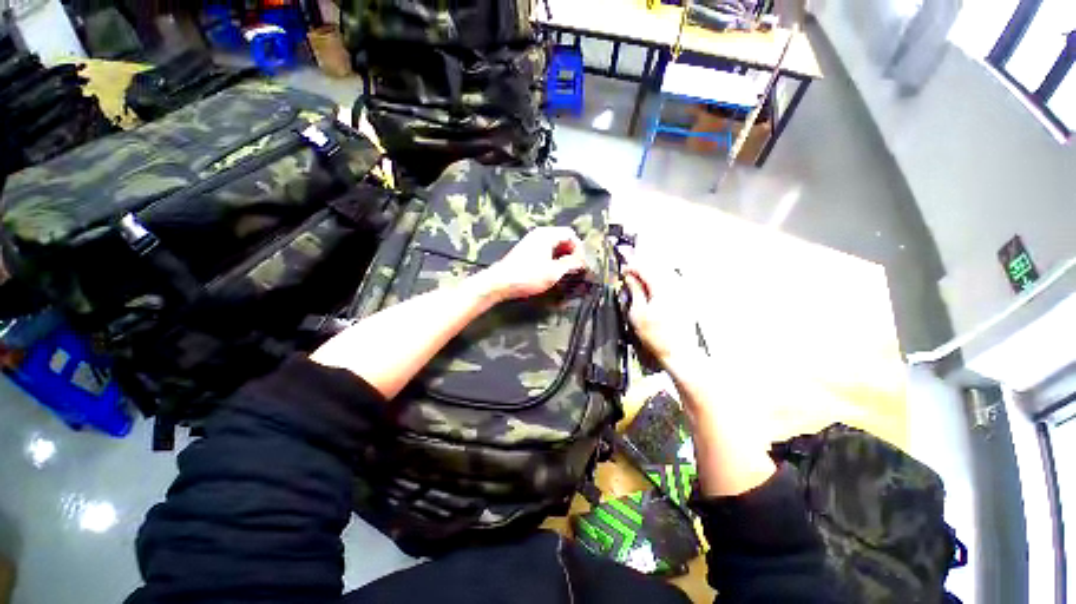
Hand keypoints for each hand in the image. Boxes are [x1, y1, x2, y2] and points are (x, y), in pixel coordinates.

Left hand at [481, 227, 587, 300]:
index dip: (579, 248)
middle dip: (571, 251)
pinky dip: (553, 257)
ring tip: (565, 270)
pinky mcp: (526, 250)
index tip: (582, 263)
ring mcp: (531, 241)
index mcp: (547, 235)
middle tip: (576, 267)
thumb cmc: (528, 276)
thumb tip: (581, 261)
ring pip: (553, 244)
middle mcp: (539, 234)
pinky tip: (552, 270)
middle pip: (562, 237)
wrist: (500, 282)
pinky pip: (545, 249)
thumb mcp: (553, 272)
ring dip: (562, 255)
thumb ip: (570, 264)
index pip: (570, 234)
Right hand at [622, 249, 702, 364]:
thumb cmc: (656, 336)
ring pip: (666, 273)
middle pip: (657, 267)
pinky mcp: (686, 300)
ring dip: (651, 273)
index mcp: (663, 288)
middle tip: (629, 273)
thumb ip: (635, 291)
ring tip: (640, 280)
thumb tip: (630, 278)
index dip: (632, 267)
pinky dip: (660, 280)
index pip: (646, 269)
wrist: (678, 353)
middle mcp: (676, 286)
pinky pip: (673, 282)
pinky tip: (653, 288)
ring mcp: (684, 293)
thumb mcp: (638, 313)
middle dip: (642, 268)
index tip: (623, 271)